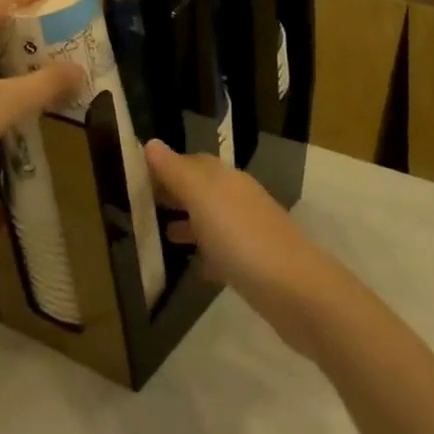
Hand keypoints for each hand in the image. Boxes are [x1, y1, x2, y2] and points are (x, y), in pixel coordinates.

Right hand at [145, 141, 349, 358]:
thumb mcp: (202, 198)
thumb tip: (151, 142)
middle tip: (142, 205)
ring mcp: (249, 231)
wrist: (296, 291)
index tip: (137, 177)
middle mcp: (238, 198)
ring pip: (212, 219)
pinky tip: (194, 268)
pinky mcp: (255, 264)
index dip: (166, 166)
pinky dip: (206, 253)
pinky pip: (223, 251)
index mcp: (225, 179)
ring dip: (189, 223)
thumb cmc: (241, 237)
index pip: (191, 161)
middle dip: (175, 193)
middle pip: (202, 189)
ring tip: (162, 236)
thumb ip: (176, 171)